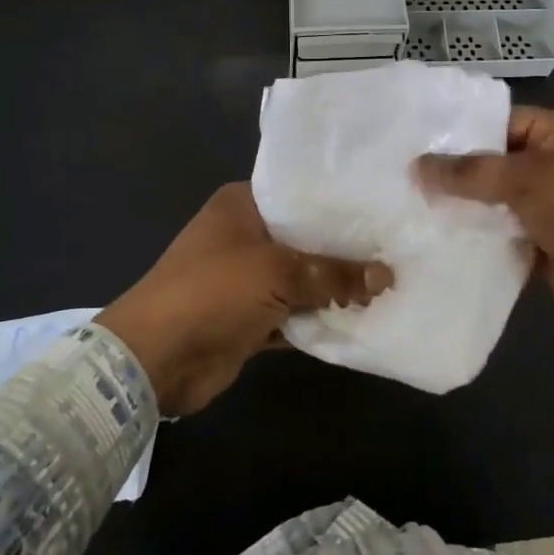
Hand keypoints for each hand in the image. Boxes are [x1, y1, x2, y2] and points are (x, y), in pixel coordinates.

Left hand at [96, 183, 391, 413]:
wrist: (155, 359)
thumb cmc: (212, 293)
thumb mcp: (276, 273)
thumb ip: (333, 274)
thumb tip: (387, 275)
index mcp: (242, 205)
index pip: (300, 195)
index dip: (340, 204)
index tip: (383, 208)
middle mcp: (246, 235)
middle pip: (306, 238)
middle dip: (345, 250)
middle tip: (398, 248)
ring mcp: (247, 279)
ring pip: (303, 278)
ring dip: (335, 288)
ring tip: (391, 282)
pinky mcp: (251, 317)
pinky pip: (295, 313)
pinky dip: (320, 318)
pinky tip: (361, 318)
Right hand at [415, 106, 553, 332]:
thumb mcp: (528, 179)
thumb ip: (472, 172)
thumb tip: (417, 165)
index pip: (499, 121)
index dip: (460, 132)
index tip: (415, 143)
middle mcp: (551, 164)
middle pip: (492, 162)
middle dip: (454, 173)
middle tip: (402, 178)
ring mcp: (546, 205)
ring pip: (492, 200)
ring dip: (461, 207)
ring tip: (408, 208)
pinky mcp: (540, 242)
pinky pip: (499, 233)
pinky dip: (475, 237)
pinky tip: (434, 239)